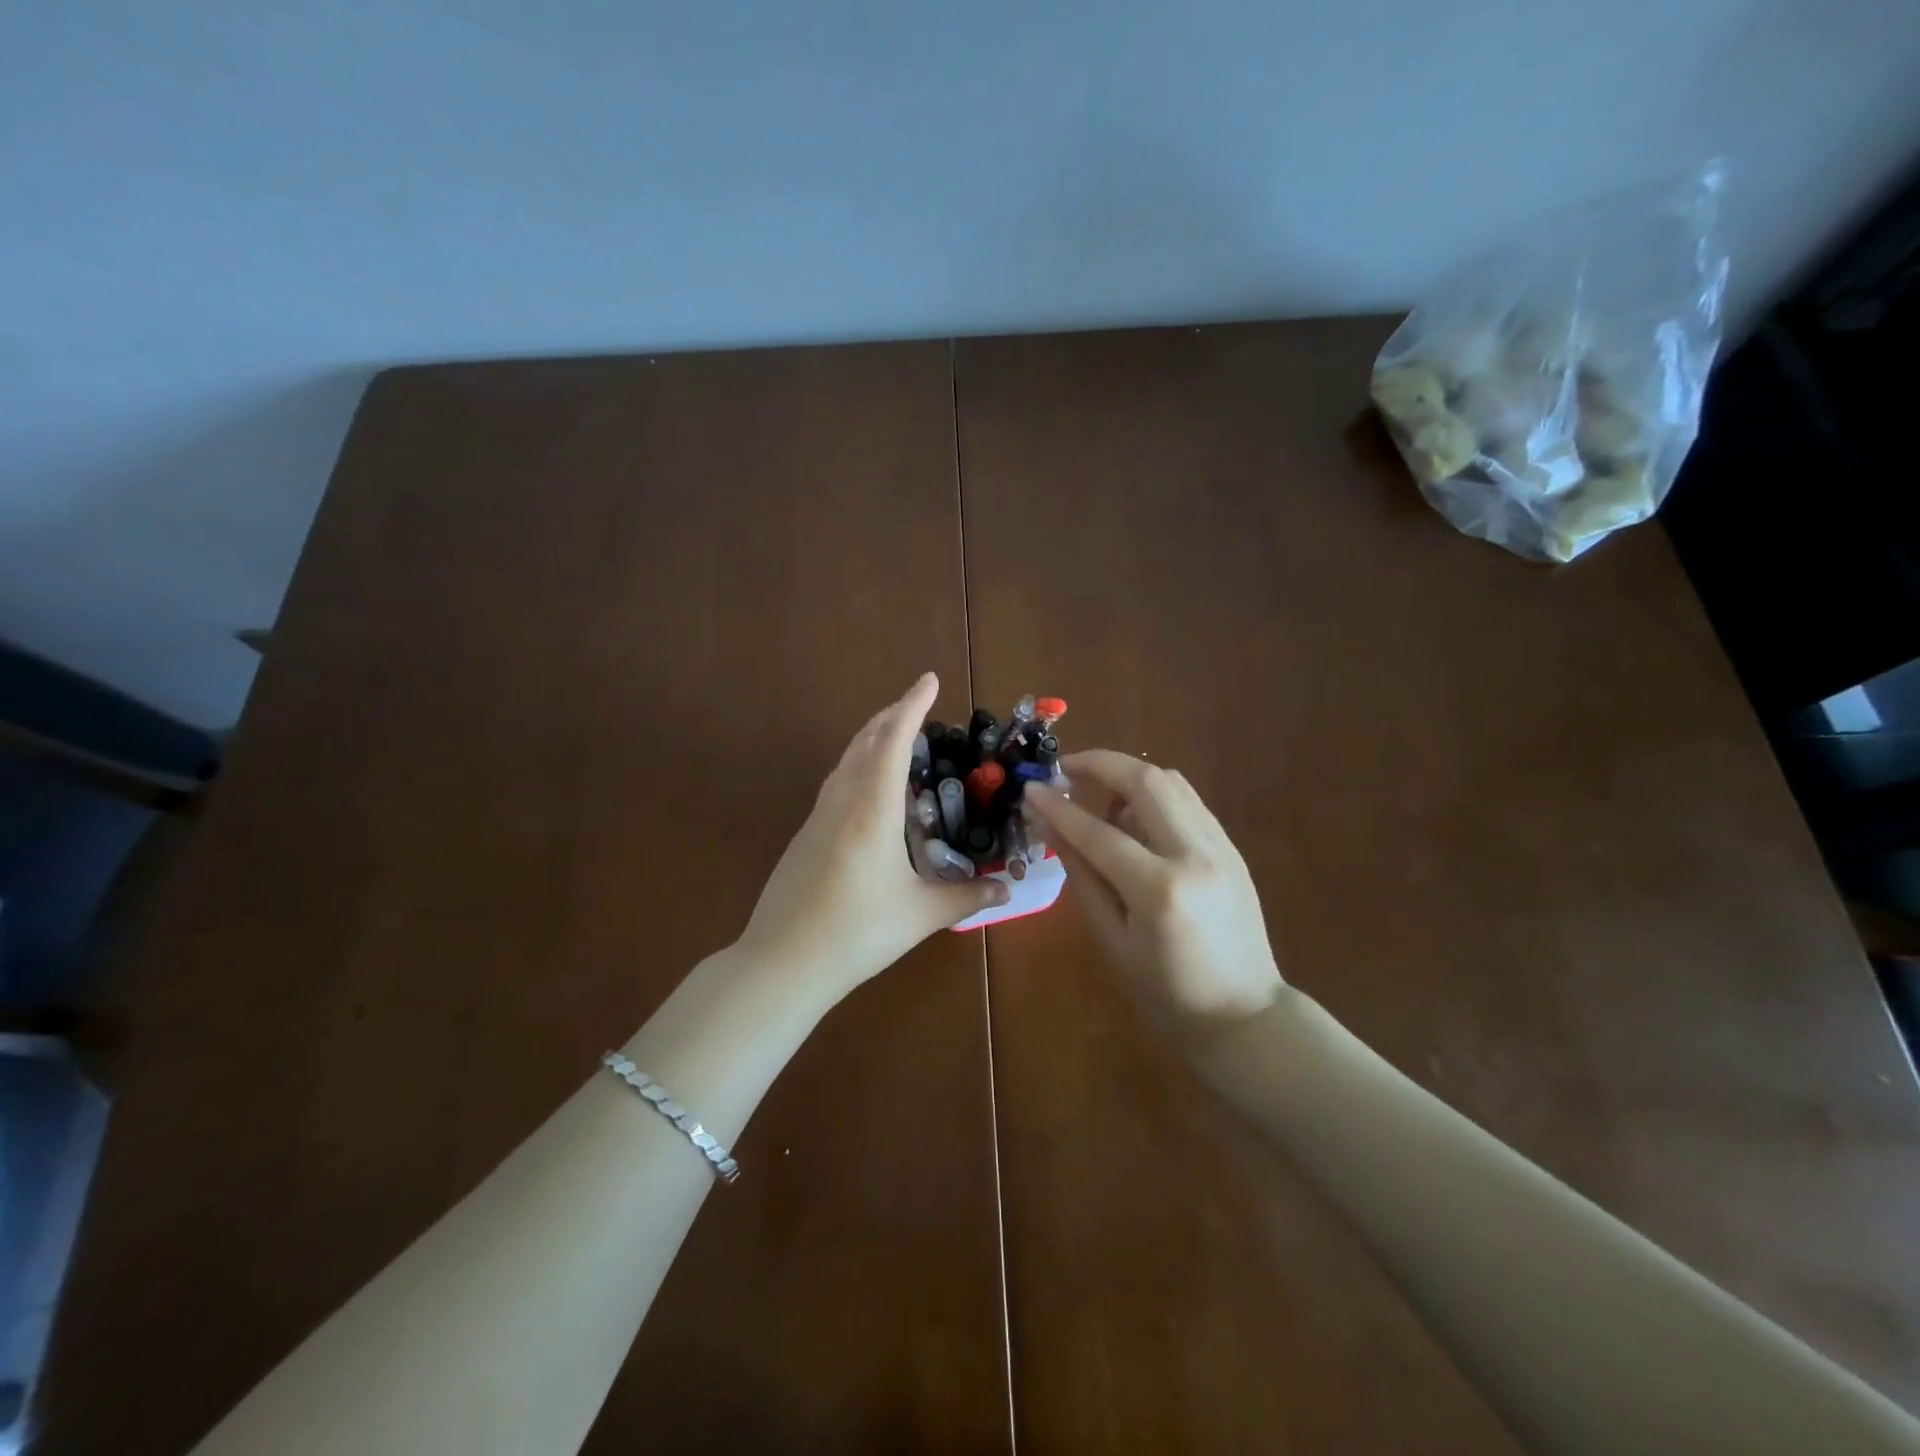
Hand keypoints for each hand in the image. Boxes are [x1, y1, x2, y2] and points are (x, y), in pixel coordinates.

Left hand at [737, 673, 1008, 999]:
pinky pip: (836, 783)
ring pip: (846, 760)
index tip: (929, 679)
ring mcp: (817, 817)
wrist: (782, 962)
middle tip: (919, 705)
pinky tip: (870, 789)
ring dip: (872, 738)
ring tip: (897, 736)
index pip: (894, 741)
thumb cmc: (856, 933)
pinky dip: (858, 766)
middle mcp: (842, 801)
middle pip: (865, 740)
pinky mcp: (805, 836)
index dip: (912, 706)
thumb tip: (1008, 892)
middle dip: (892, 715)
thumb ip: (967, 898)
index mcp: (872, 809)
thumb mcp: (920, 915)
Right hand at [1024, 750, 1284, 1046]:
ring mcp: (1220, 846)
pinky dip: (1153, 793)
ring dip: (1128, 775)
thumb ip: (1081, 874)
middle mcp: (1195, 855)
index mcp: (1160, 890)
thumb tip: (1048, 825)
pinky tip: (1132, 813)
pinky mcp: (1231, 847)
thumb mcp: (1111, 939)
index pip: (1098, 831)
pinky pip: (1187, 801)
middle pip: (1145, 781)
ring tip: (1097, 792)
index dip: (1058, 807)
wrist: (1244, 1014)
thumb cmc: (1166, 992)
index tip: (1031, 788)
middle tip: (1065, 767)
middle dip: (1099, 763)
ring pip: (1171, 781)